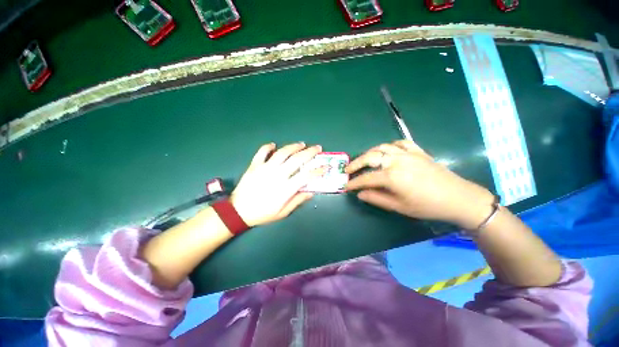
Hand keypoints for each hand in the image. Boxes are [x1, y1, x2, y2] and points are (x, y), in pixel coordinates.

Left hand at [230, 142, 323, 226]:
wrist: (238, 211)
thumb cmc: (263, 213)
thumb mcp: (283, 212)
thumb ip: (297, 200)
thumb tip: (311, 191)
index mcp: (286, 188)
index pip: (306, 176)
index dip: (318, 170)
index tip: (326, 166)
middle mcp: (278, 175)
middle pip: (297, 160)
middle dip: (310, 152)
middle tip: (317, 148)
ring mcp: (265, 168)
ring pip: (282, 152)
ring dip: (293, 146)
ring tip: (301, 144)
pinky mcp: (255, 165)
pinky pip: (262, 152)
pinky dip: (268, 146)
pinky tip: (273, 145)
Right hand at [345, 140, 494, 229]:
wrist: (458, 198)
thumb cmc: (427, 206)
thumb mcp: (399, 207)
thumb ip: (376, 198)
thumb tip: (360, 194)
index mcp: (392, 176)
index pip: (366, 178)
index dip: (353, 183)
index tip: (345, 186)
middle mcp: (397, 160)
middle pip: (370, 157)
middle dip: (356, 163)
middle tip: (348, 170)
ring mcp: (407, 153)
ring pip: (382, 147)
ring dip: (369, 153)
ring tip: (363, 160)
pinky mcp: (417, 151)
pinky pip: (400, 143)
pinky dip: (389, 146)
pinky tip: (386, 151)